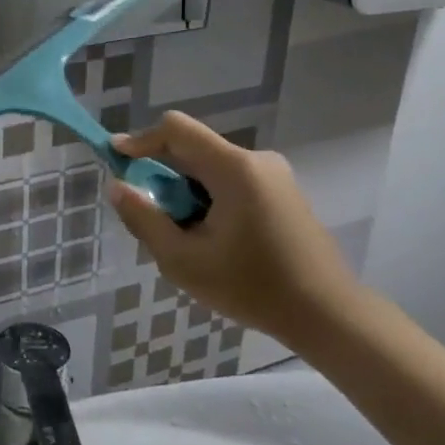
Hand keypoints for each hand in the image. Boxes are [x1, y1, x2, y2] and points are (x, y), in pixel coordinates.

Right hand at [105, 112, 363, 340]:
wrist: (328, 314)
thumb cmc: (252, 287)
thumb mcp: (183, 260)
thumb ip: (144, 218)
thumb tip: (118, 186)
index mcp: (234, 168)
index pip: (176, 129)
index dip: (140, 140)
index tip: (116, 161)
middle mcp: (256, 161)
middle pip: (192, 150)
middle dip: (162, 176)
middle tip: (150, 218)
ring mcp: (274, 176)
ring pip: (210, 169)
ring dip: (185, 192)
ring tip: (183, 238)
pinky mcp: (283, 193)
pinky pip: (230, 182)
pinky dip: (208, 199)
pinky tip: (211, 240)